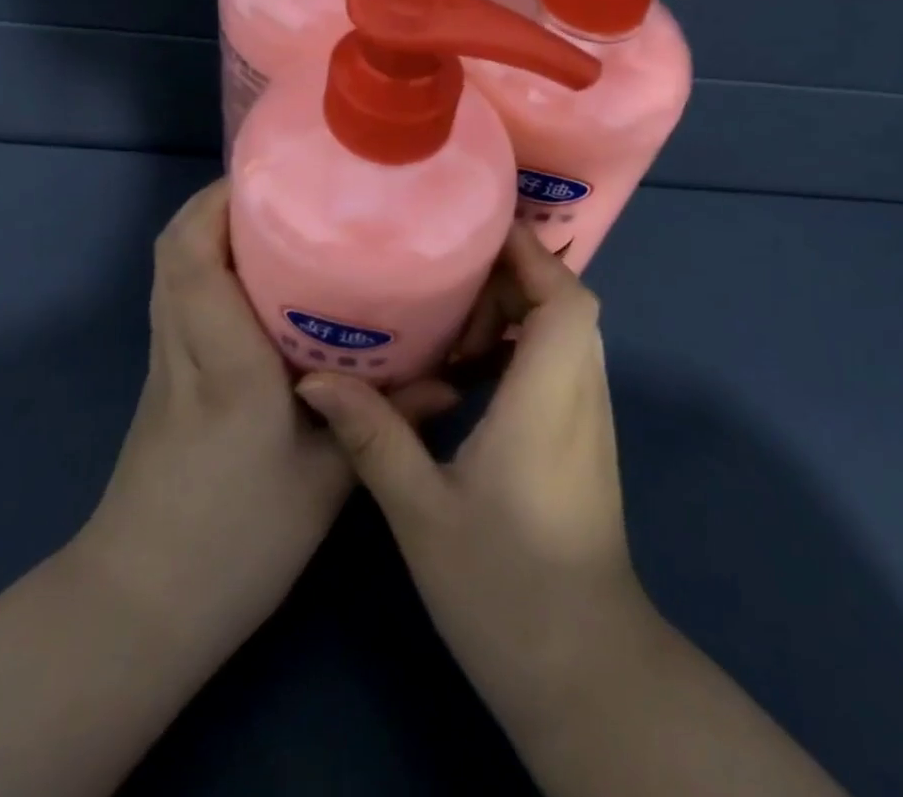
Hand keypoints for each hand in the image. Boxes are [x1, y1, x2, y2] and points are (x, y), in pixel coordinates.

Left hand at [80, 179, 456, 658]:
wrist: (144, 604)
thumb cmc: (237, 543)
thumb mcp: (327, 482)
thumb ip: (385, 420)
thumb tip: (449, 379)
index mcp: (224, 361)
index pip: (195, 255)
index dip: (223, 201)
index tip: (275, 174)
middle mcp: (184, 344)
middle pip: (176, 245)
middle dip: (223, 202)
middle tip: (288, 191)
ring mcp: (165, 359)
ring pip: (173, 266)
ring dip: (215, 230)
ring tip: (280, 223)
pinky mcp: (166, 377)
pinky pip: (180, 294)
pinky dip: (210, 265)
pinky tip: (264, 285)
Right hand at [292, 224, 645, 729]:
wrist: (584, 674)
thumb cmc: (506, 590)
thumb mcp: (422, 511)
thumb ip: (373, 434)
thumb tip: (314, 377)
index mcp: (549, 399)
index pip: (566, 300)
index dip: (530, 255)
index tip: (477, 229)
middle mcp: (581, 396)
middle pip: (567, 303)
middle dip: (512, 273)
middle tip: (445, 267)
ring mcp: (588, 420)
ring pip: (565, 332)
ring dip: (516, 307)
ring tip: (449, 307)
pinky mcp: (582, 441)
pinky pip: (558, 362)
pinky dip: (520, 343)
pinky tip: (465, 364)